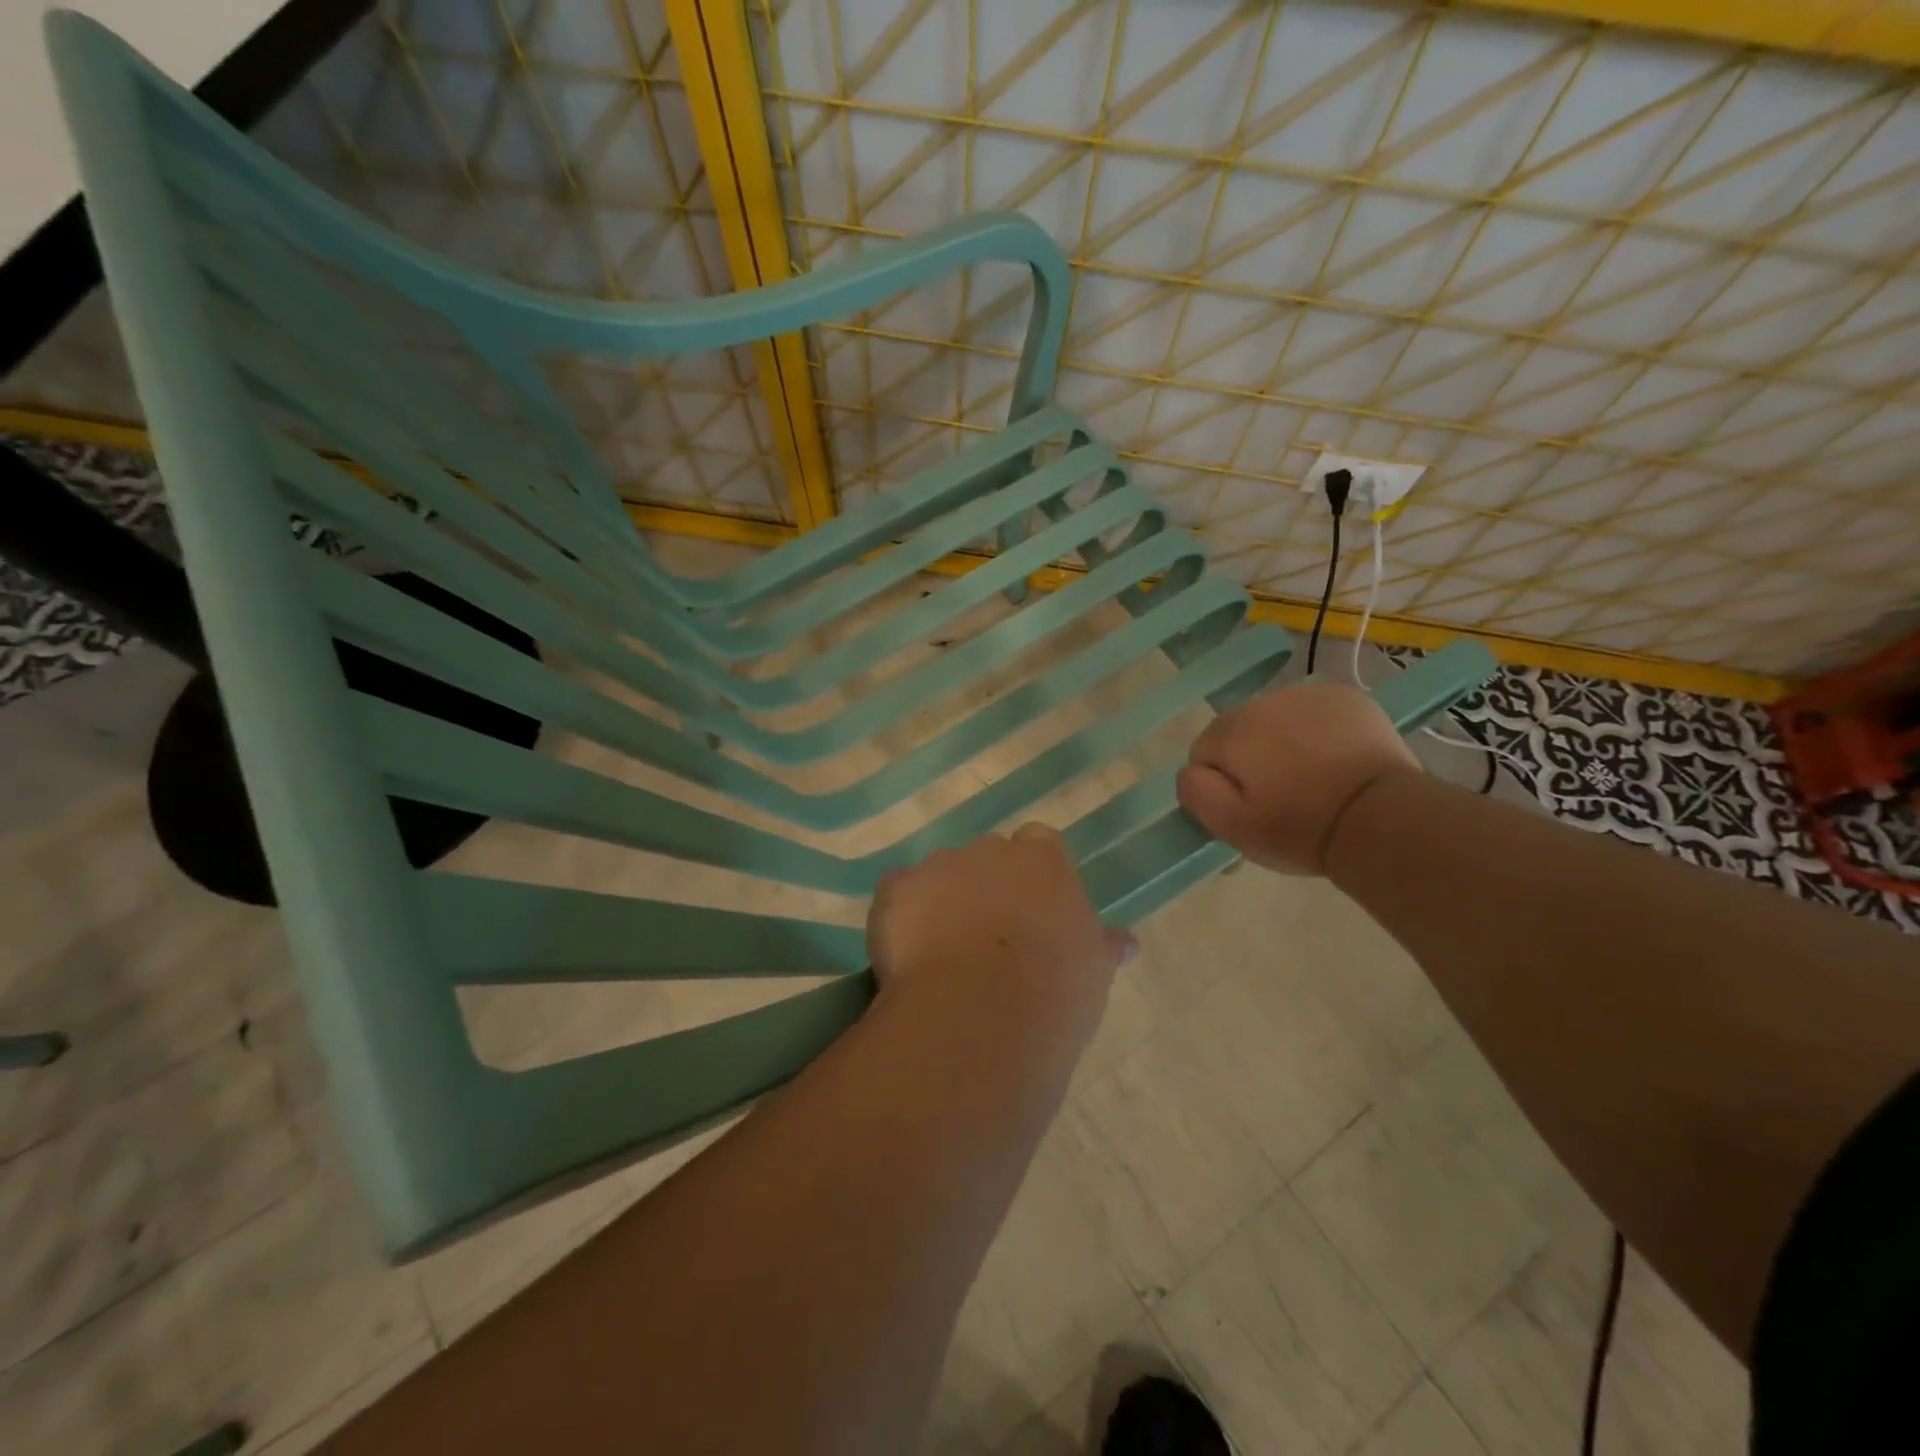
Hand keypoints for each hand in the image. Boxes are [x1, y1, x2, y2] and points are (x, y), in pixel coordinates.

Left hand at [867, 824, 1135, 1049]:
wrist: (981, 1015)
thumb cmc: (1053, 992)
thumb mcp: (1094, 971)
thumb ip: (1104, 946)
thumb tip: (1127, 942)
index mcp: (1042, 861)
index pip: (1039, 843)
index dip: (1033, 875)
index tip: (1032, 909)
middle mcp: (989, 851)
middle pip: (986, 857)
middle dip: (986, 886)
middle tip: (988, 937)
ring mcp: (938, 866)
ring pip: (940, 876)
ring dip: (942, 901)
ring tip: (944, 955)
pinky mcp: (896, 890)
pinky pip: (898, 894)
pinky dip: (901, 916)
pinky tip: (907, 956)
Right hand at [1177, 681, 1418, 875]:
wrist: (1383, 818)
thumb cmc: (1301, 828)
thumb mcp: (1231, 826)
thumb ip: (1194, 792)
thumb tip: (1192, 770)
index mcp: (1232, 730)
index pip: (1204, 752)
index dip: (1223, 783)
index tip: (1252, 807)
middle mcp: (1265, 701)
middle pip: (1240, 731)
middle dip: (1252, 758)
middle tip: (1282, 796)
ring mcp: (1309, 694)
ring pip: (1276, 719)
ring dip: (1283, 742)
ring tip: (1313, 778)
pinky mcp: (1348, 697)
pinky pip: (1314, 712)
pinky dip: (1317, 730)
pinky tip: (1336, 759)